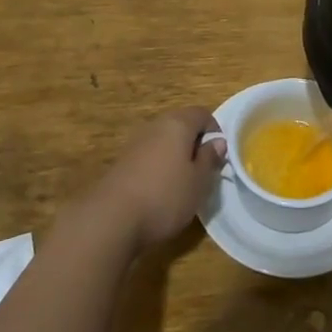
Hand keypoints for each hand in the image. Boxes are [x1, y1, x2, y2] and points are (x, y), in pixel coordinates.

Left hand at [85, 107, 225, 251]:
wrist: (112, 218)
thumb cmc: (165, 196)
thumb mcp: (198, 182)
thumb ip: (209, 158)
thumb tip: (217, 141)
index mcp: (177, 124)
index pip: (202, 113)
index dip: (215, 130)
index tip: (219, 155)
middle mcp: (155, 126)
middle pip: (181, 124)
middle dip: (195, 143)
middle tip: (203, 170)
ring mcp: (136, 142)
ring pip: (164, 141)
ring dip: (176, 156)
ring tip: (183, 184)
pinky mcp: (123, 162)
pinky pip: (149, 155)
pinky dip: (159, 166)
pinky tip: (160, 191)